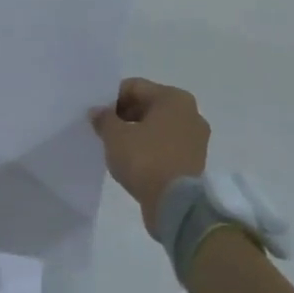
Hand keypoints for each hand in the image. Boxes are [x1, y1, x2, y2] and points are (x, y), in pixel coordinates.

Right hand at [90, 77, 210, 234]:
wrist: (177, 205)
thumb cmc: (146, 160)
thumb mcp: (115, 136)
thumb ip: (104, 119)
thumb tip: (98, 112)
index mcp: (174, 98)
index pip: (135, 87)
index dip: (112, 98)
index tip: (97, 115)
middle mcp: (190, 113)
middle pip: (149, 105)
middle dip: (125, 115)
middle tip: (104, 131)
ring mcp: (195, 139)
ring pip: (158, 127)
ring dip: (137, 133)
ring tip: (116, 148)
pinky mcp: (194, 161)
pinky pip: (166, 146)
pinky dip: (149, 149)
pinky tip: (133, 162)